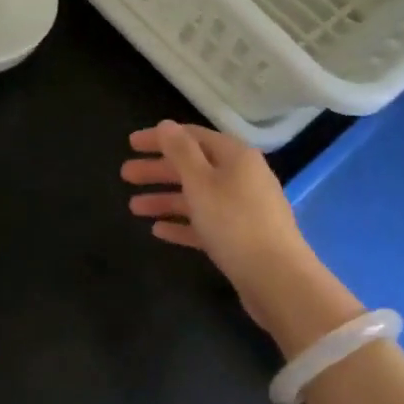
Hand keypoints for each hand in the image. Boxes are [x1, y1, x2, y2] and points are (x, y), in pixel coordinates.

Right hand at [122, 121, 356, 353]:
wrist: (277, 279)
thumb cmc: (234, 222)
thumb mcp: (201, 182)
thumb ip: (181, 152)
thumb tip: (166, 125)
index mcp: (235, 156)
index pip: (192, 137)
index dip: (160, 138)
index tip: (131, 144)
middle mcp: (242, 177)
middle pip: (193, 166)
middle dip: (158, 170)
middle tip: (125, 175)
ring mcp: (243, 209)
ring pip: (197, 197)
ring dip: (165, 199)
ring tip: (133, 207)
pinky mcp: (241, 238)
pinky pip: (206, 223)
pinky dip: (182, 224)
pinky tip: (158, 231)